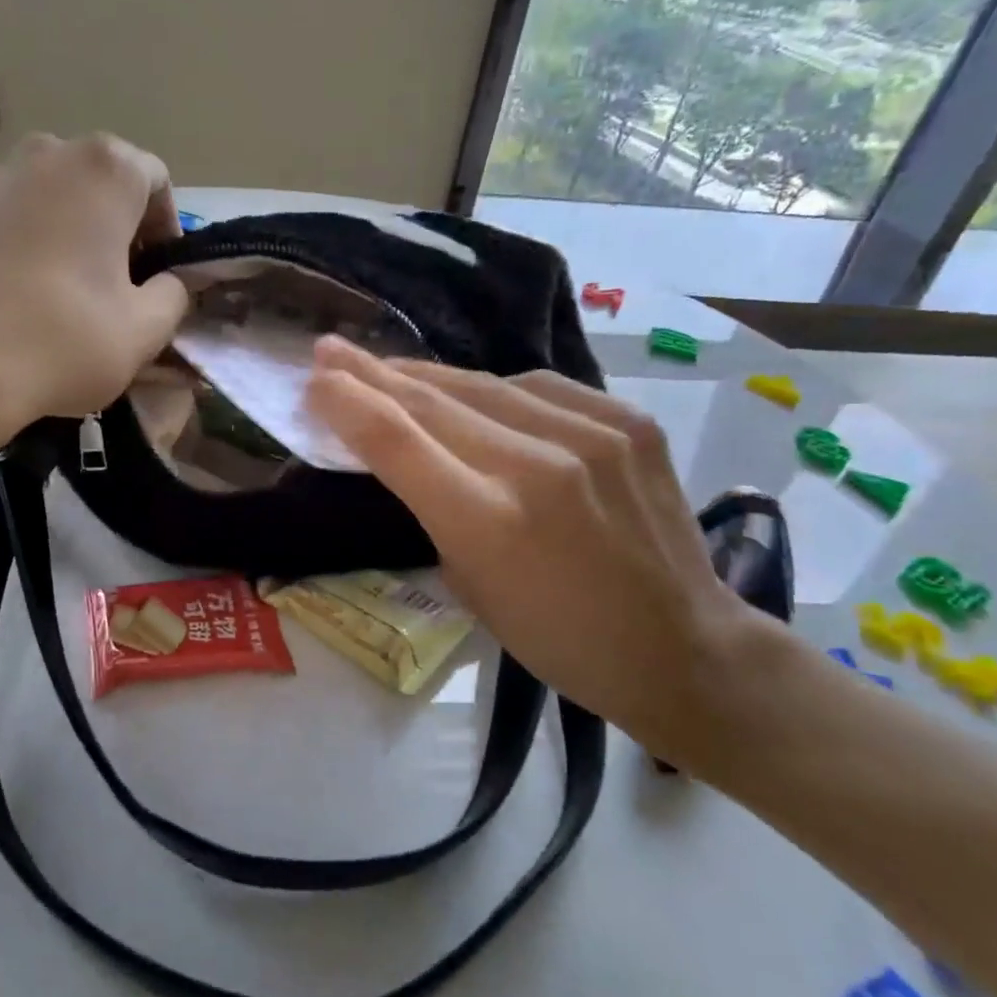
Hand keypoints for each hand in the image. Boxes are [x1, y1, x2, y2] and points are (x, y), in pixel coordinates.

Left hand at [0, 132, 188, 430]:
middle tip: (117, 285)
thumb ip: (173, 294)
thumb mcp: (147, 329)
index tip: (158, 276)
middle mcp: (43, 155)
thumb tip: (167, 283)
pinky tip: (14, 300)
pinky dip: (19, 248)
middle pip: (97, 183)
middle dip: (114, 227)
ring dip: (66, 234)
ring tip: (62, 293)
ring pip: (46, 200)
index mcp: (103, 171)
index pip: (155, 179)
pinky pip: (1, 223)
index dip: (166, 229)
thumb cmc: (65, 340)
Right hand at [305, 338, 771, 756]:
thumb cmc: (558, 638)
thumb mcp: (470, 585)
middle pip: (432, 400)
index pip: (396, 439)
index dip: (346, 402)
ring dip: (428, 378)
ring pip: (483, 384)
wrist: (682, 645)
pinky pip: (539, 389)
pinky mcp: (629, 420)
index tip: (314, 379)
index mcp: (488, 521)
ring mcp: (592, 434)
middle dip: (372, 373)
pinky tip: (478, 396)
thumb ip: (433, 508)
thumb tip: (404, 449)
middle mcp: (538, 464)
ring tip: (393, 372)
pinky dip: (496, 391)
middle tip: (331, 350)